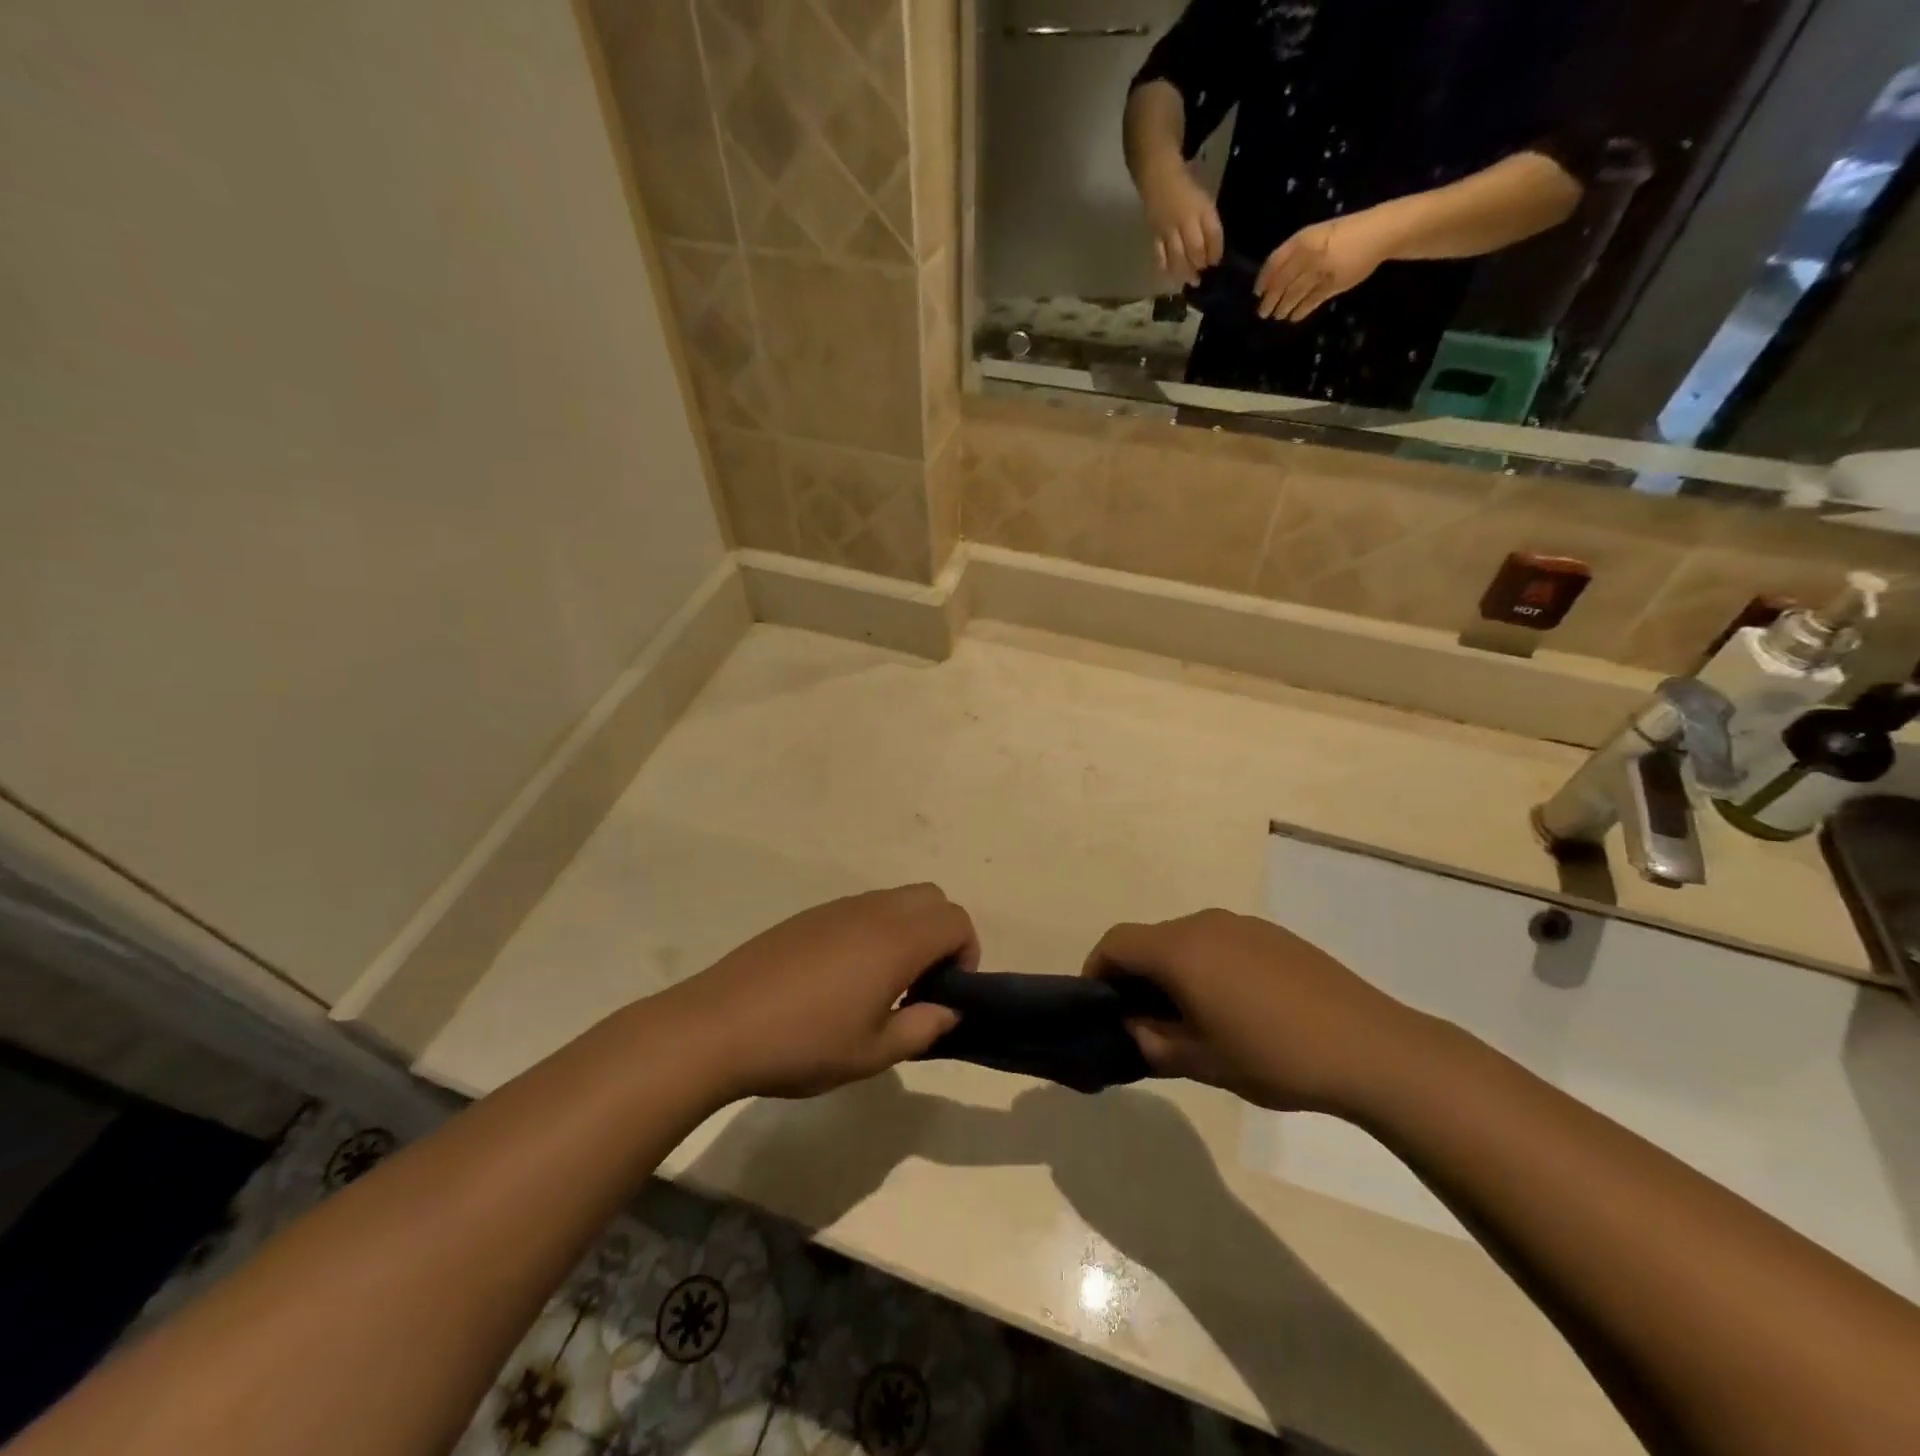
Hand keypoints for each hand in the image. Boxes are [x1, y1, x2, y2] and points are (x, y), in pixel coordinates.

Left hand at [657, 886, 972, 1101]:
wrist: (718, 1026)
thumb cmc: (804, 1043)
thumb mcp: (873, 1053)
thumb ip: (922, 1028)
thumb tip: (948, 1010)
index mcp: (897, 939)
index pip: (956, 920)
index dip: (967, 953)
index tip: (945, 992)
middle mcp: (873, 911)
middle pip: (931, 898)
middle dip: (941, 934)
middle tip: (920, 984)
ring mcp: (837, 907)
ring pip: (895, 899)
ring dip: (907, 930)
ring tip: (881, 984)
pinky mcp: (808, 916)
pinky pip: (861, 908)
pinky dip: (874, 930)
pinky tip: (841, 978)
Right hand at [1082, 909, 1425, 1113]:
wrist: (1371, 1047)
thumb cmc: (1274, 1055)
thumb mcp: (1202, 1061)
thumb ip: (1153, 1043)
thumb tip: (1132, 1027)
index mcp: (1180, 949)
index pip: (1117, 944)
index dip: (1097, 970)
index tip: (1099, 1007)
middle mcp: (1205, 923)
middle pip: (1151, 940)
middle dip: (1138, 977)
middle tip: (1145, 1023)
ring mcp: (1243, 925)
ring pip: (1187, 941)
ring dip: (1175, 972)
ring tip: (1192, 1019)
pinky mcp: (1274, 936)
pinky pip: (1222, 943)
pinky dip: (1208, 967)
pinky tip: (1236, 1008)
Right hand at [1138, 157, 1222, 285]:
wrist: (1158, 176)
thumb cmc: (1186, 187)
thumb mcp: (1203, 200)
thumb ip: (1207, 223)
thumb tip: (1211, 248)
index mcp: (1202, 208)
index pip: (1213, 233)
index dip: (1216, 250)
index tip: (1216, 261)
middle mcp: (1186, 220)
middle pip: (1195, 249)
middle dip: (1200, 264)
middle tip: (1203, 274)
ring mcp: (1169, 229)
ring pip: (1177, 256)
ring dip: (1185, 272)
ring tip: (1190, 280)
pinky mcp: (1155, 235)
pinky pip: (1160, 255)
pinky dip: (1166, 268)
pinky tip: (1171, 275)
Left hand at [1255, 211, 1394, 320]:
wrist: (1377, 233)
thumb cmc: (1345, 233)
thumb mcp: (1317, 234)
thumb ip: (1297, 252)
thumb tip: (1275, 277)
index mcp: (1302, 239)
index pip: (1274, 263)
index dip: (1263, 280)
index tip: (1257, 293)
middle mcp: (1308, 255)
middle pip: (1280, 283)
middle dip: (1269, 300)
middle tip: (1263, 313)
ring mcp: (1320, 271)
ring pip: (1293, 295)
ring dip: (1283, 308)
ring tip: (1278, 316)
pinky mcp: (1332, 285)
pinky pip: (1310, 302)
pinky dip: (1300, 312)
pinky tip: (1294, 318)